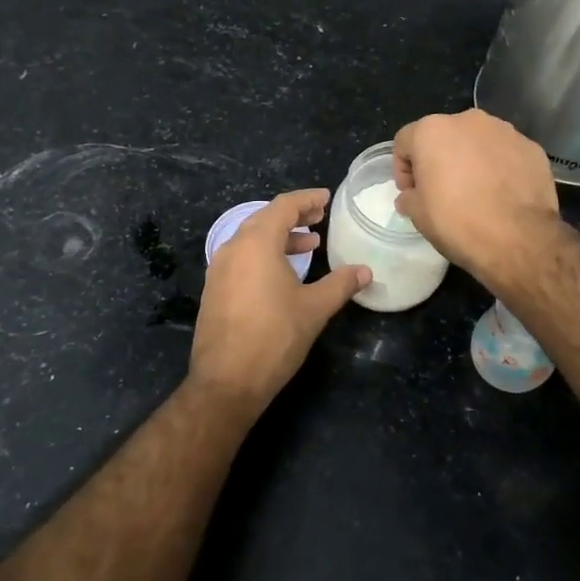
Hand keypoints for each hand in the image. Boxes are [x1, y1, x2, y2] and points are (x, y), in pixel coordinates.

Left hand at [188, 189, 370, 409]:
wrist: (226, 381)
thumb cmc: (274, 337)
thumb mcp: (314, 308)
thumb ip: (340, 284)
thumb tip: (365, 271)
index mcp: (257, 243)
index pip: (283, 206)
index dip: (307, 199)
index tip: (326, 199)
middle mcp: (233, 248)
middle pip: (265, 218)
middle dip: (294, 216)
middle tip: (319, 218)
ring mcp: (219, 269)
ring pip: (251, 239)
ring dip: (280, 237)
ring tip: (308, 245)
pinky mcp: (214, 289)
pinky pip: (241, 258)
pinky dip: (264, 255)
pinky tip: (282, 273)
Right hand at [392, 110, 560, 288]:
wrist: (518, 239)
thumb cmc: (457, 222)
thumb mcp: (418, 214)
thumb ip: (409, 197)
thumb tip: (412, 196)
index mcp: (433, 130)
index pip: (406, 141)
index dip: (403, 168)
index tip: (411, 192)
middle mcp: (468, 120)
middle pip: (444, 136)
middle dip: (439, 159)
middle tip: (441, 190)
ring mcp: (505, 131)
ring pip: (477, 142)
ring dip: (471, 160)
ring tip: (476, 191)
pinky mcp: (532, 147)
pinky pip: (505, 153)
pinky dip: (499, 167)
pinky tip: (502, 194)